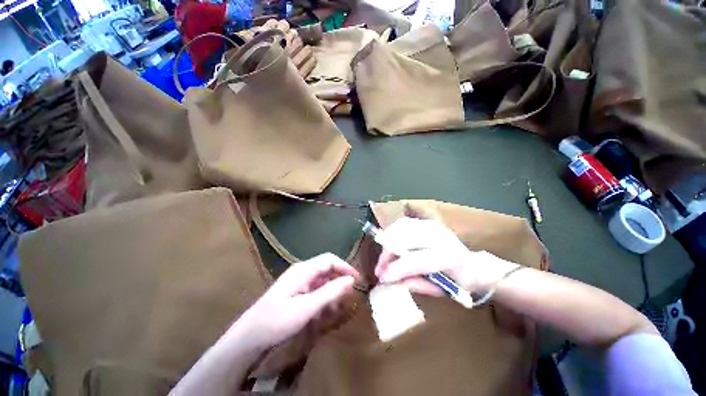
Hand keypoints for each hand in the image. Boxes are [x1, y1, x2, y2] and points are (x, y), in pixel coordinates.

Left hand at [230, 253, 359, 350]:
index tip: (357, 279)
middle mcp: (302, 270)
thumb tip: (351, 280)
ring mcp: (299, 280)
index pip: (330, 260)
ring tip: (340, 303)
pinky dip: (324, 295)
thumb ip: (330, 292)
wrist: (250, 335)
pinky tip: (326, 308)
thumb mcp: (307, 307)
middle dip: (340, 278)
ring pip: (322, 278)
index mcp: (304, 269)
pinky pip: (315, 288)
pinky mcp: (297, 290)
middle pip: (327, 267)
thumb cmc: (278, 320)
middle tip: (351, 293)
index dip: (345, 267)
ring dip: (333, 288)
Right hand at [375, 217, 517, 294]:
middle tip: (379, 269)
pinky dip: (393, 233)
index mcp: (449, 257)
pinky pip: (404, 224)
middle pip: (404, 240)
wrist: (475, 266)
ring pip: (401, 228)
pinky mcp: (428, 223)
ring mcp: (433, 227)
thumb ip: (416, 285)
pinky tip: (390, 244)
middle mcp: (440, 237)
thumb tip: (392, 282)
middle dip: (387, 255)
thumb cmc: (461, 283)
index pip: (415, 261)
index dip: (395, 269)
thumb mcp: (442, 290)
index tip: (381, 278)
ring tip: (384, 258)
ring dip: (388, 242)